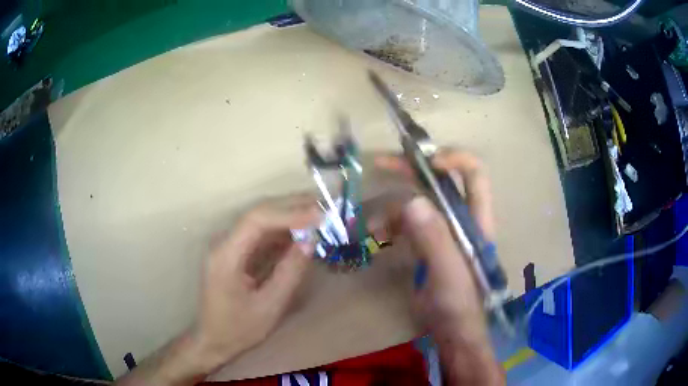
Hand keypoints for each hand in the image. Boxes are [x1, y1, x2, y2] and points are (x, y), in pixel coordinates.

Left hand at [114, 195, 320, 385]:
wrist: (213, 340)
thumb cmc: (238, 329)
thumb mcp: (269, 306)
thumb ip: (290, 272)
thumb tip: (311, 241)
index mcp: (226, 255)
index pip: (256, 220)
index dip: (289, 213)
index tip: (319, 216)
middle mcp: (224, 243)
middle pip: (258, 213)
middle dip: (292, 207)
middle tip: (325, 207)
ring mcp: (228, 246)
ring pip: (261, 220)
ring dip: (289, 216)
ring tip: (318, 217)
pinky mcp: (235, 252)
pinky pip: (260, 235)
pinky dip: (282, 231)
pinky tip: (301, 233)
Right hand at [375, 150, 504, 384]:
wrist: (452, 333)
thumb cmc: (459, 305)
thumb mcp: (449, 274)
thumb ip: (435, 239)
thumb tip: (412, 201)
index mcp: (476, 220)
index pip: (474, 174)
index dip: (454, 159)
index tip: (425, 161)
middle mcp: (461, 219)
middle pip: (440, 181)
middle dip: (412, 170)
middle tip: (382, 164)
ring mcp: (442, 232)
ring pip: (418, 203)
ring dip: (393, 208)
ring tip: (372, 226)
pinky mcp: (427, 245)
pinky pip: (407, 224)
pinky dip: (390, 225)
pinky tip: (377, 238)